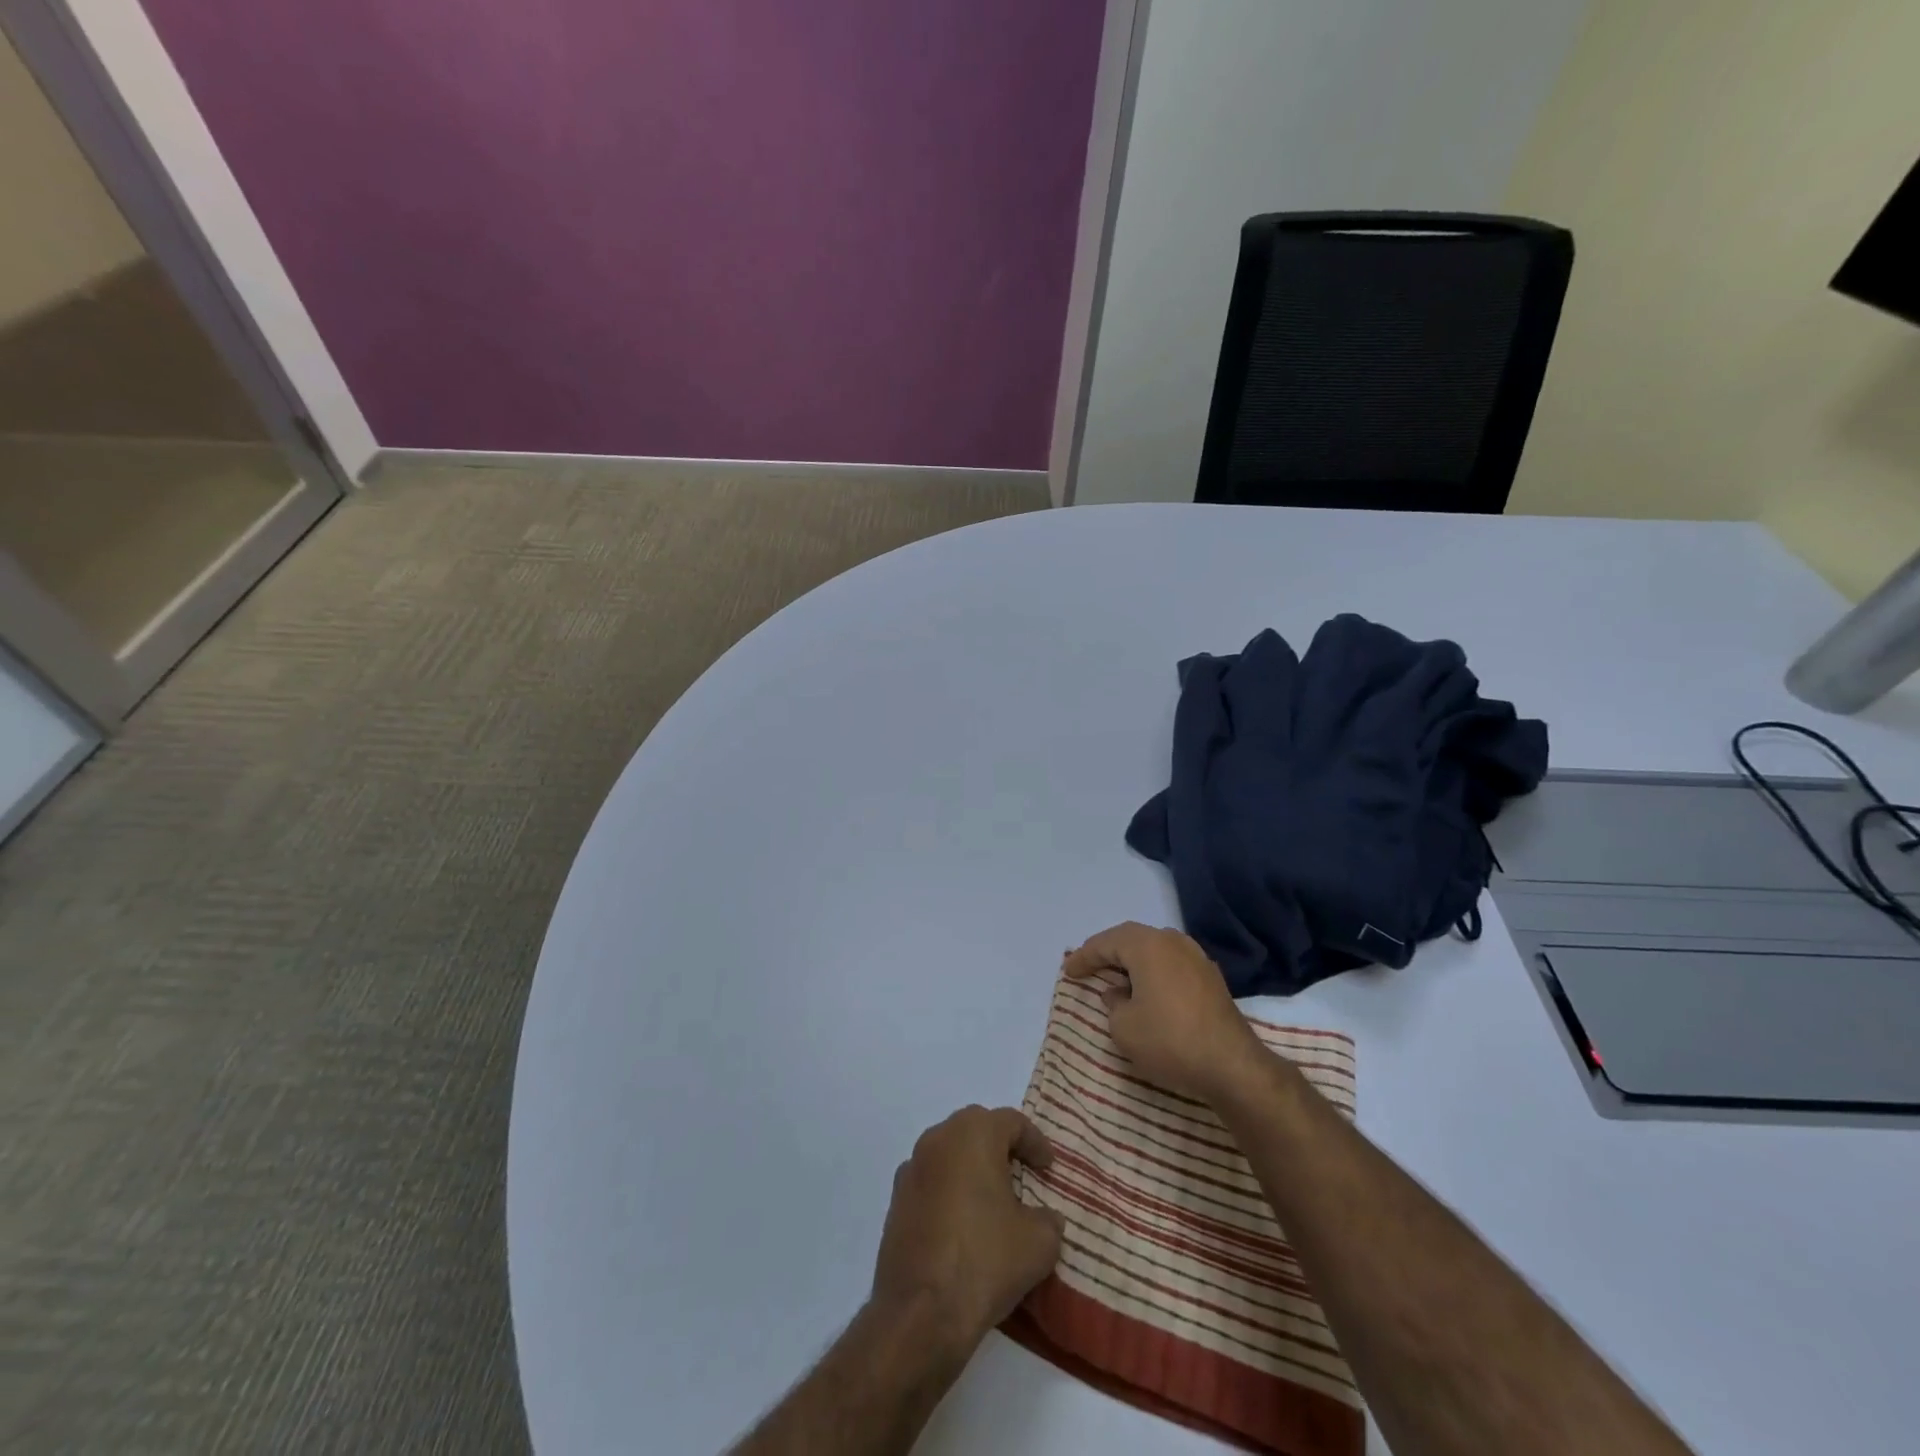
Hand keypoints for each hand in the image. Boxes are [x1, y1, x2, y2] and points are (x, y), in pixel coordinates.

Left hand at [870, 1106, 1064, 1357]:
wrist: (920, 1313)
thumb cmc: (985, 1261)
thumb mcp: (1039, 1243)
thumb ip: (1048, 1220)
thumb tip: (1044, 1218)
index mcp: (973, 1134)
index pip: (1011, 1121)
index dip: (1035, 1142)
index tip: (1048, 1167)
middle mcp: (938, 1139)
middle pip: (976, 1128)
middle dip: (1001, 1147)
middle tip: (1022, 1174)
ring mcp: (911, 1169)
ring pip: (949, 1153)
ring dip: (972, 1167)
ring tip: (993, 1201)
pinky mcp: (895, 1201)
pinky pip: (931, 1182)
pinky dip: (949, 1191)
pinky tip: (963, 1225)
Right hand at [1063, 921, 1271, 1103]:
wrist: (1232, 1066)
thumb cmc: (1170, 1041)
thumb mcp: (1124, 1028)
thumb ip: (1113, 1004)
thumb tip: (1119, 993)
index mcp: (1147, 946)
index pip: (1106, 943)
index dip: (1084, 956)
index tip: (1068, 971)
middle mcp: (1172, 941)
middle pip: (1131, 938)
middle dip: (1107, 951)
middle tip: (1088, 965)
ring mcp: (1196, 957)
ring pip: (1154, 949)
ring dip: (1132, 960)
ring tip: (1115, 976)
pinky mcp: (1211, 978)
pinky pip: (1171, 963)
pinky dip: (1153, 971)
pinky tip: (1146, 989)